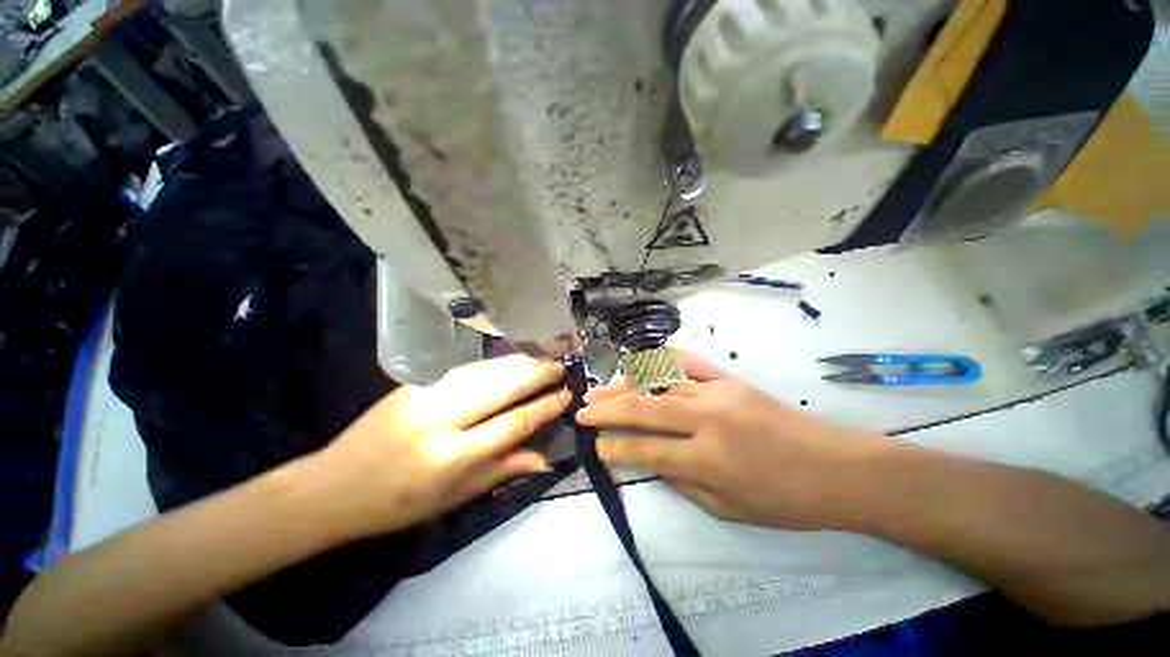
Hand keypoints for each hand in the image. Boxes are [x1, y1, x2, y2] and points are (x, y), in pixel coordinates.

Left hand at [314, 355, 570, 539]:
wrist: (333, 485)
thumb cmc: (398, 504)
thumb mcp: (454, 498)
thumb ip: (502, 470)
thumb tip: (546, 457)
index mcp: (451, 458)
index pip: (513, 424)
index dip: (545, 407)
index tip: (567, 394)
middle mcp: (441, 419)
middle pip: (503, 387)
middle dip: (538, 373)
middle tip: (561, 365)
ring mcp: (426, 394)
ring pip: (487, 370)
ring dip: (519, 362)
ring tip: (543, 358)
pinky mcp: (415, 382)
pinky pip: (466, 369)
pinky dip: (495, 363)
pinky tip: (511, 360)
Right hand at [576, 351, 884, 530]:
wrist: (836, 468)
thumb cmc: (784, 500)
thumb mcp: (727, 508)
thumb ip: (681, 481)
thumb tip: (649, 459)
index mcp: (707, 459)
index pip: (645, 449)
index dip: (614, 448)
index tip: (595, 446)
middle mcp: (707, 419)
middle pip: (643, 407)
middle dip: (606, 409)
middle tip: (581, 410)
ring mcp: (718, 392)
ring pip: (659, 381)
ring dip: (624, 385)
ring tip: (601, 390)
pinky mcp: (729, 379)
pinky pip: (688, 362)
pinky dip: (661, 359)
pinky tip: (640, 362)